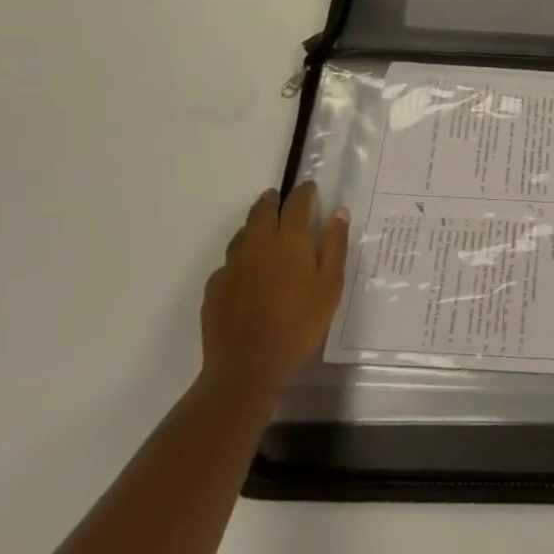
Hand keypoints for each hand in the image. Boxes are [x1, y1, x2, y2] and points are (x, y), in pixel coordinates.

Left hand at [201, 183, 349, 393]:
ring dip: (254, 225)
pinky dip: (241, 257)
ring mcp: (232, 265)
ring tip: (263, 229)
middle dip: (273, 200)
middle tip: (279, 197)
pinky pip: (229, 262)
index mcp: (289, 240)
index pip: (297, 203)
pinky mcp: (215, 287)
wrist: (247, 365)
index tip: (310, 187)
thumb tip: (338, 211)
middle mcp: (257, 244)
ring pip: (242, 234)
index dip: (304, 192)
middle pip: (262, 211)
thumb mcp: (330, 285)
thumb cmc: (299, 323)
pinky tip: (247, 271)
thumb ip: (334, 245)